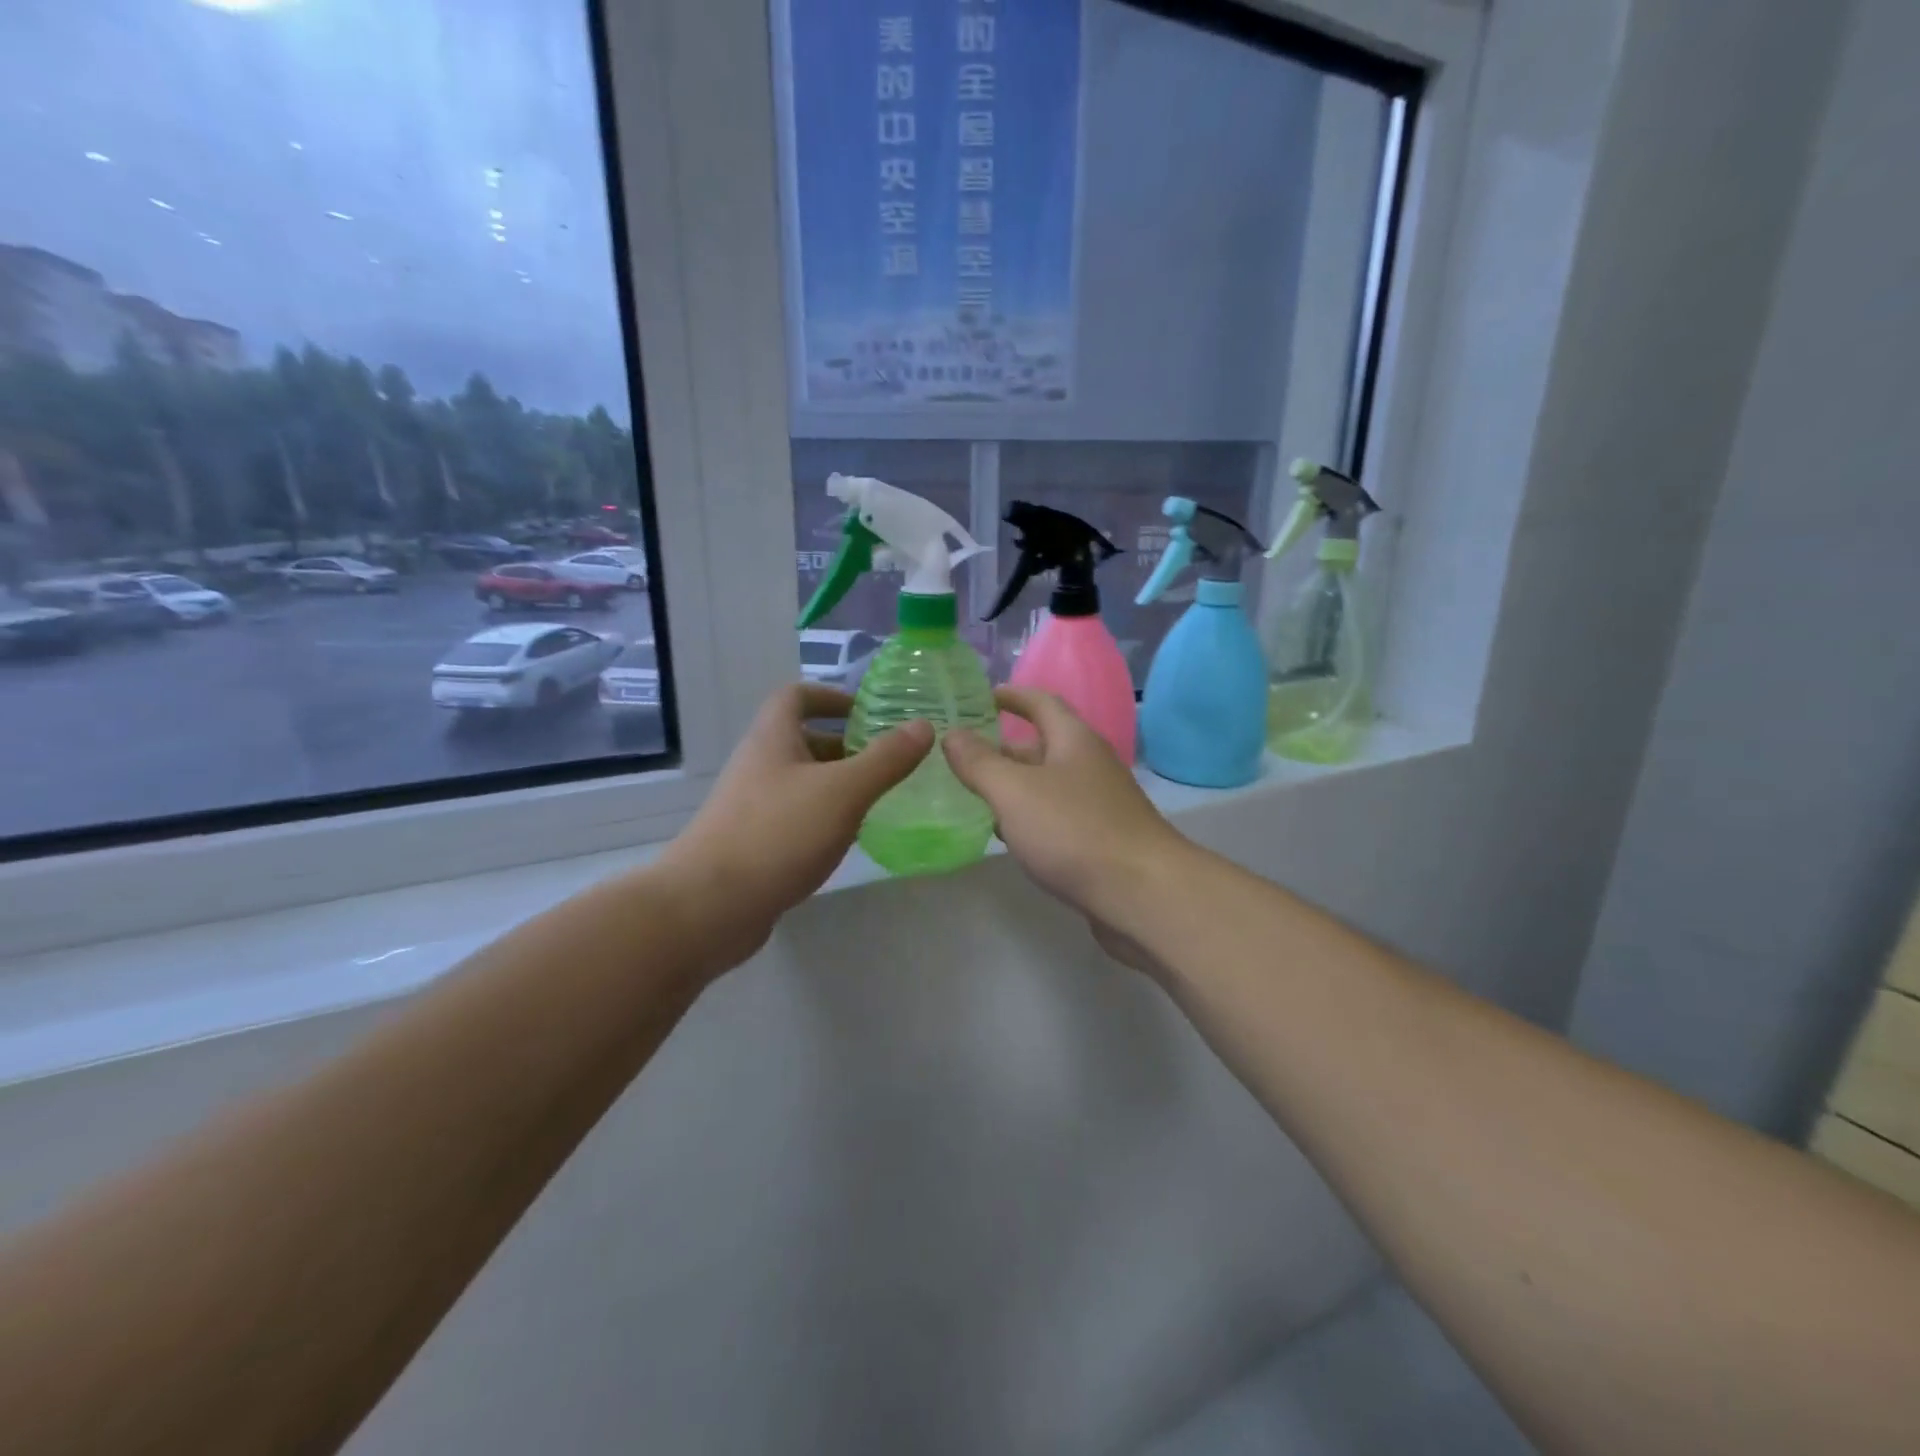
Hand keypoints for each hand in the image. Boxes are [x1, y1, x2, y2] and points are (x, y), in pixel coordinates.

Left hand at [664, 685, 931, 955]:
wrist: (708, 907)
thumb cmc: (777, 835)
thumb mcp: (843, 791)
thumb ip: (885, 759)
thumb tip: (923, 725)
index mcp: (773, 739)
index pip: (796, 696)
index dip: (831, 696)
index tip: (868, 712)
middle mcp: (758, 765)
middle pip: (803, 740)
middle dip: (845, 745)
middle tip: (888, 760)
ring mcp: (752, 806)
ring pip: (802, 782)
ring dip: (838, 784)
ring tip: (880, 798)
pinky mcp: (754, 843)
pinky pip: (795, 817)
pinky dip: (824, 817)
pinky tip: (849, 838)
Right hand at [943, 688, 1189, 934]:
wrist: (1143, 894)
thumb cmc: (1074, 831)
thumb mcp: (1014, 791)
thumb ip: (979, 762)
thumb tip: (953, 734)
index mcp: (1074, 740)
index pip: (1041, 703)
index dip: (1012, 696)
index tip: (982, 697)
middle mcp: (1089, 765)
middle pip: (1043, 746)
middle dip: (1003, 749)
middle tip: (961, 757)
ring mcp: (1098, 805)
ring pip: (1047, 785)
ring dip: (1013, 787)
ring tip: (972, 795)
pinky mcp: (1100, 840)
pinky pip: (1056, 818)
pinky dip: (1029, 819)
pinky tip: (1007, 836)